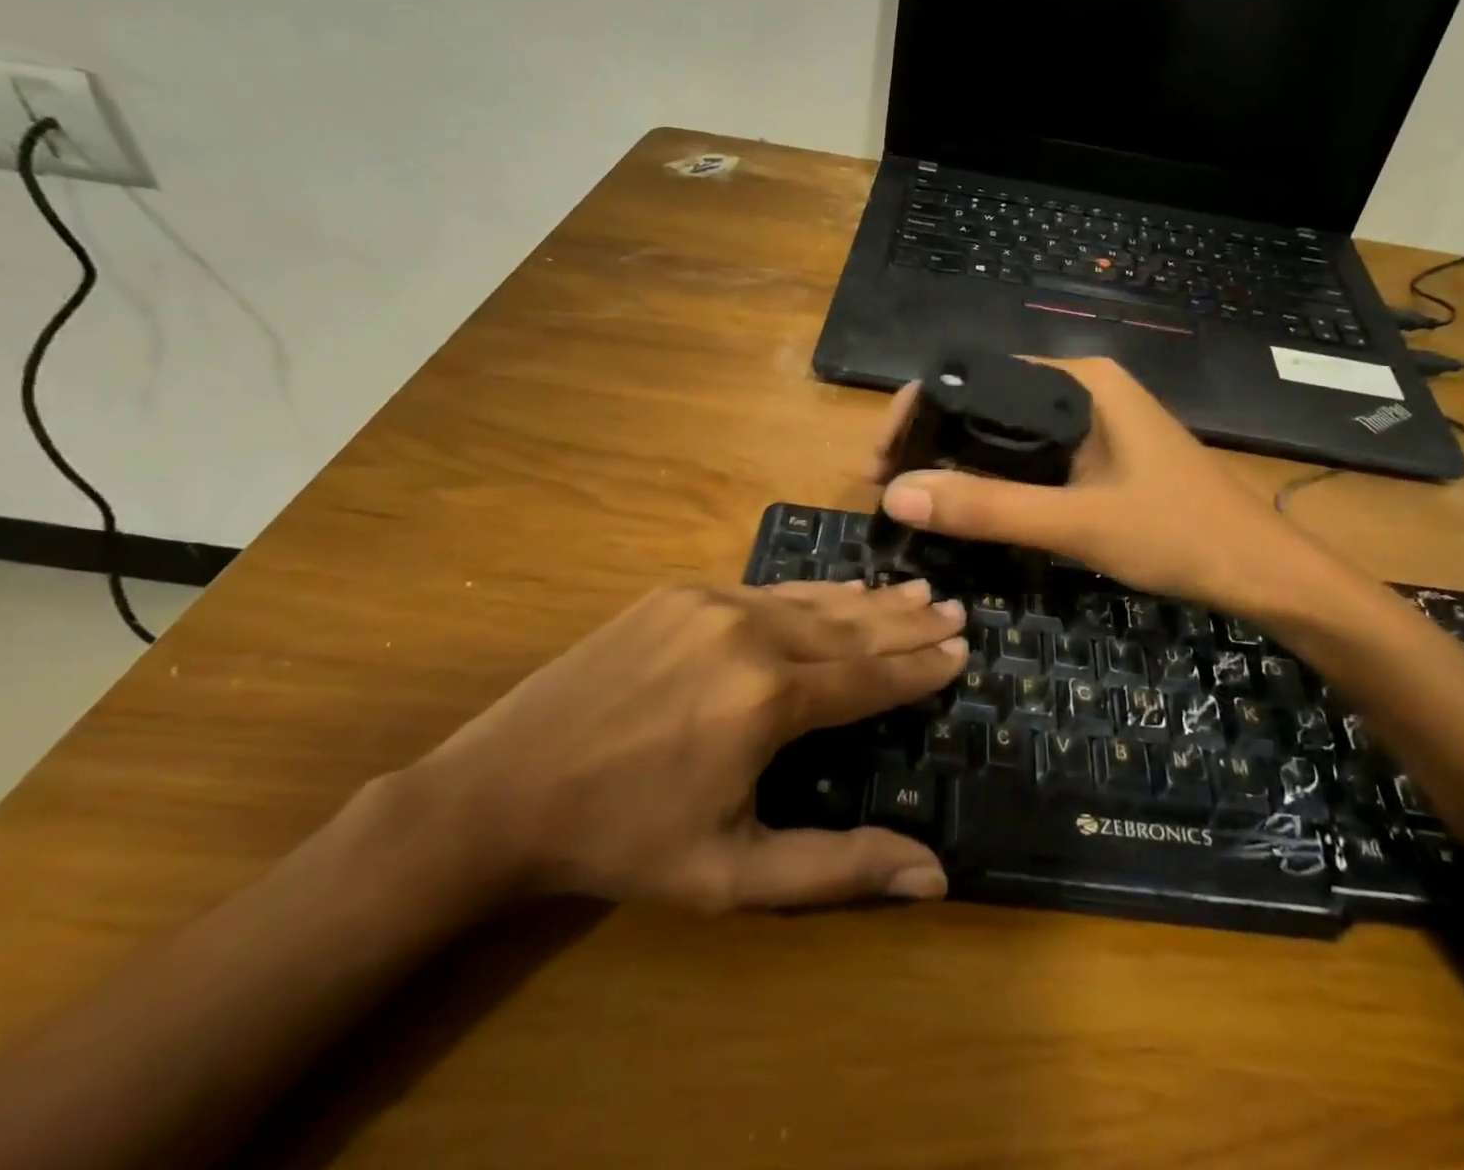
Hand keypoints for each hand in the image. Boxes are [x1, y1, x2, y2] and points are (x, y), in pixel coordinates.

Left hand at [404, 581, 965, 910]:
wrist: (502, 789)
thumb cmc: (624, 840)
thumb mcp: (733, 875)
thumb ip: (839, 867)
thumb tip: (935, 874)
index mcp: (770, 700)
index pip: (870, 677)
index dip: (919, 668)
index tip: (961, 651)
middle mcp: (751, 634)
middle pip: (851, 626)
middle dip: (908, 622)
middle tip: (955, 610)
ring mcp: (712, 602)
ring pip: (813, 600)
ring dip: (869, 600)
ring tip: (917, 590)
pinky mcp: (680, 591)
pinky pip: (767, 589)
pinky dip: (814, 593)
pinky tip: (839, 591)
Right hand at [871, 356, 1325, 609]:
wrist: (1262, 572)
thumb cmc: (1180, 535)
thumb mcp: (1077, 523)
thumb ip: (988, 508)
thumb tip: (897, 496)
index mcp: (1079, 381)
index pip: (975, 376)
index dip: (918, 412)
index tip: (880, 461)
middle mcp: (1082, 388)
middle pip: (985, 401)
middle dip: (931, 441)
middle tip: (886, 488)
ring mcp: (1092, 422)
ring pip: (1005, 432)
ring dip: (957, 462)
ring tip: (913, 499)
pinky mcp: (1098, 454)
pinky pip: (1029, 455)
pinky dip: (992, 476)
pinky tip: (968, 503)